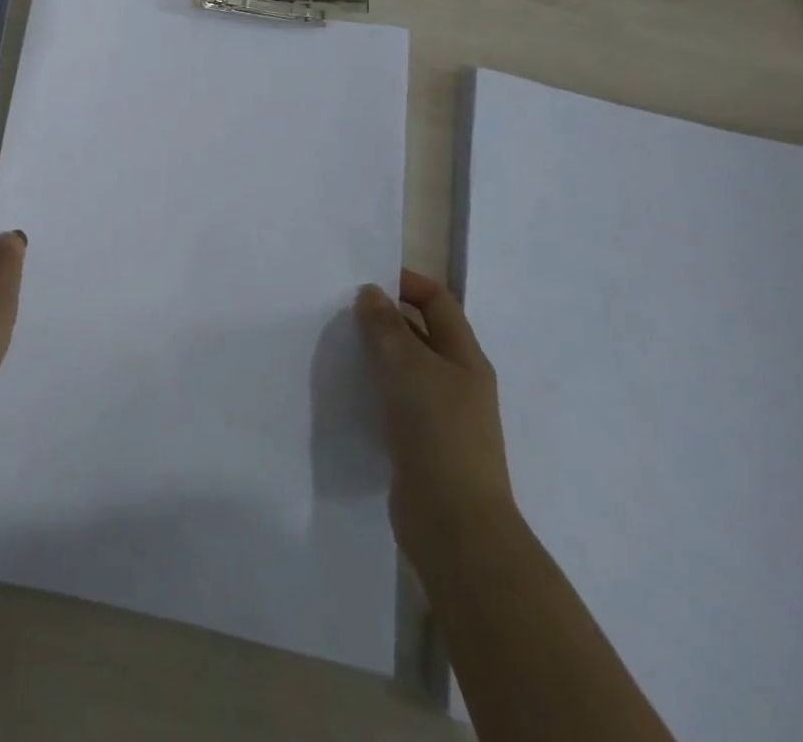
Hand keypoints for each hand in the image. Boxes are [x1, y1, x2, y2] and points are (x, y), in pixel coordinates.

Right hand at [356, 271, 515, 568]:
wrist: (454, 522)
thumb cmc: (437, 431)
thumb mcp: (408, 366)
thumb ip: (386, 325)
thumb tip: (371, 293)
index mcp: (465, 357)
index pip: (438, 301)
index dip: (405, 282)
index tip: (362, 280)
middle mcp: (458, 380)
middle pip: (421, 332)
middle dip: (384, 317)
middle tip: (340, 310)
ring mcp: (442, 414)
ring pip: (405, 367)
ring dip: (375, 352)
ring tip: (337, 344)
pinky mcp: (422, 441)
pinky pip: (395, 398)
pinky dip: (373, 386)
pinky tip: (347, 387)